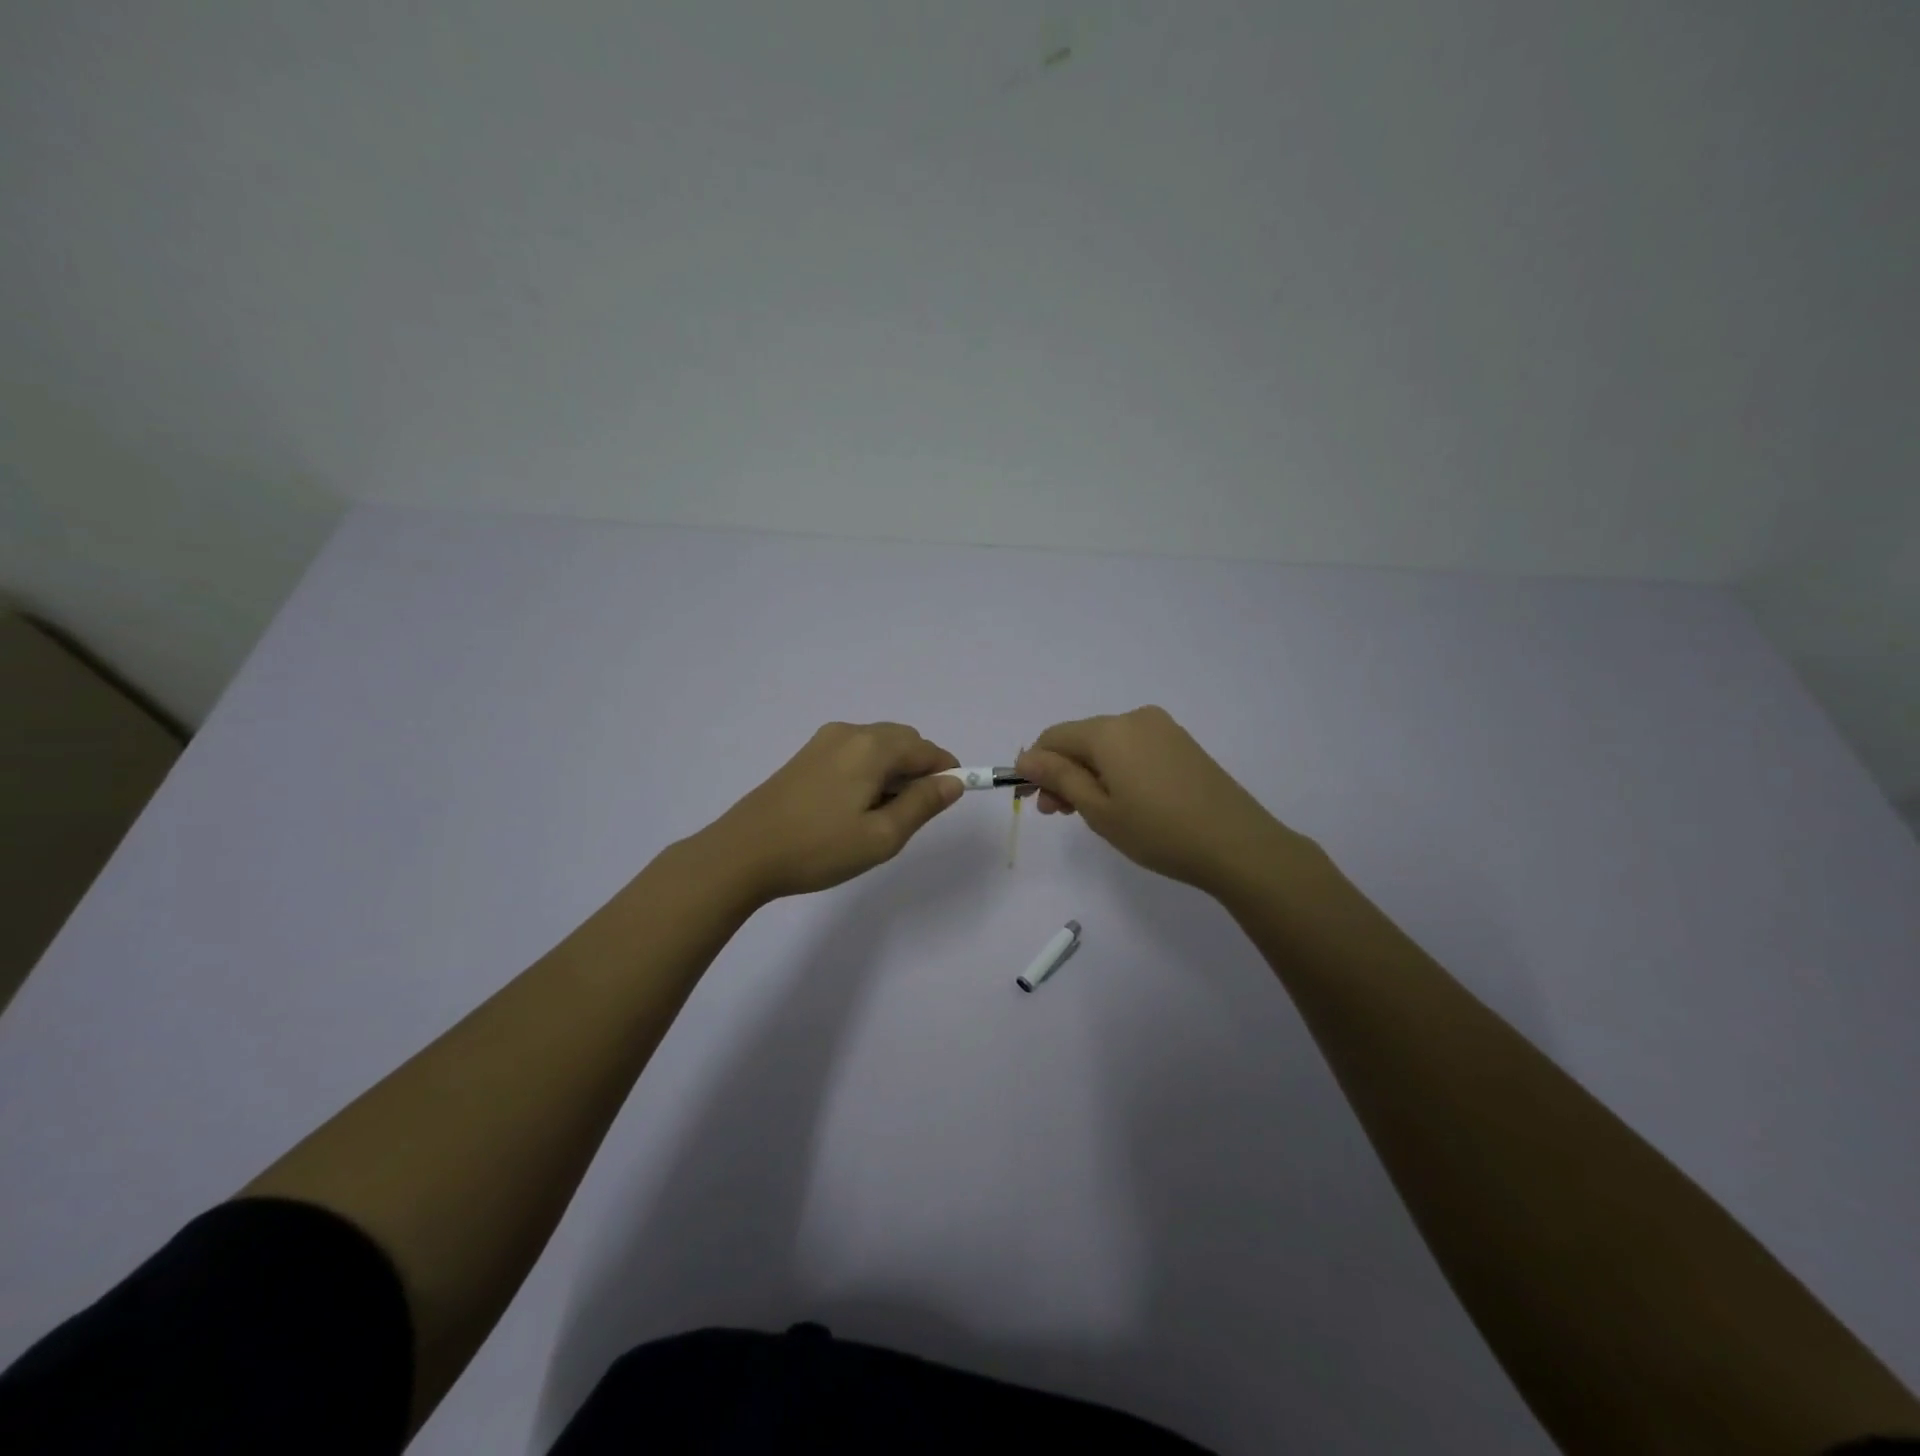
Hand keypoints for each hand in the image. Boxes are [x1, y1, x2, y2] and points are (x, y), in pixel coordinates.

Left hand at [697, 722, 963, 904]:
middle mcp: (850, 732)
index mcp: (872, 747)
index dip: (947, 772)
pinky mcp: (806, 755)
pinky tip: (853, 806)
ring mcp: (824, 741)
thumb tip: (953, 782)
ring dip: (893, 771)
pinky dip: (869, 770)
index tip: (950, 801)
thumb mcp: (882, 836)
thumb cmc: (819, 848)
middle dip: (919, 770)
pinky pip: (854, 752)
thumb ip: (922, 804)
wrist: (743, 853)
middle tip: (910, 815)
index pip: (927, 750)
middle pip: (903, 741)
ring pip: (878, 746)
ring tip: (879, 815)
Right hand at [1015, 706, 1294, 896]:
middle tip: (1058, 814)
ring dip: (1088, 773)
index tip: (1031, 799)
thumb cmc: (1158, 831)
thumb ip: (1059, 778)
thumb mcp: (1098, 809)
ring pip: (1107, 745)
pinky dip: (1116, 770)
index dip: (1035, 765)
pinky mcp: (1181, 743)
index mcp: (1109, 731)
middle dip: (1062, 772)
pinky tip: (1122, 801)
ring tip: (1088, 813)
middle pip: (1081, 739)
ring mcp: (1162, 729)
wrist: (1237, 844)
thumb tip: (1026, 757)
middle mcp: (1134, 718)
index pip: (1054, 737)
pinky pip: (1133, 749)